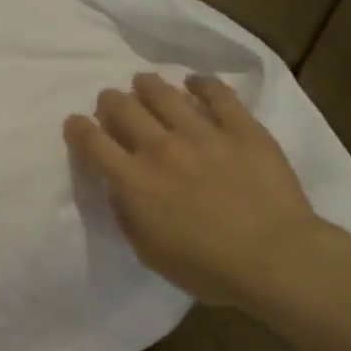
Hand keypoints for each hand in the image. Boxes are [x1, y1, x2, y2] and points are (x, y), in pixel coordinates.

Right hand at [65, 72, 333, 306]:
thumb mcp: (148, 251)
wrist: (274, 258)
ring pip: (164, 93)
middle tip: (111, 102)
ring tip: (144, 83)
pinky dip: (201, 83)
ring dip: (147, 85)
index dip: (78, 128)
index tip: (75, 123)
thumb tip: (119, 187)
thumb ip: (127, 215)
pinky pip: (217, 93)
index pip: (93, 142)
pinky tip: (195, 82)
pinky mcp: (241, 127)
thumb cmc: (207, 268)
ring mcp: (202, 133)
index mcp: (134, 181)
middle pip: (123, 108)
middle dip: (110, 101)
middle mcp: (161, 148)